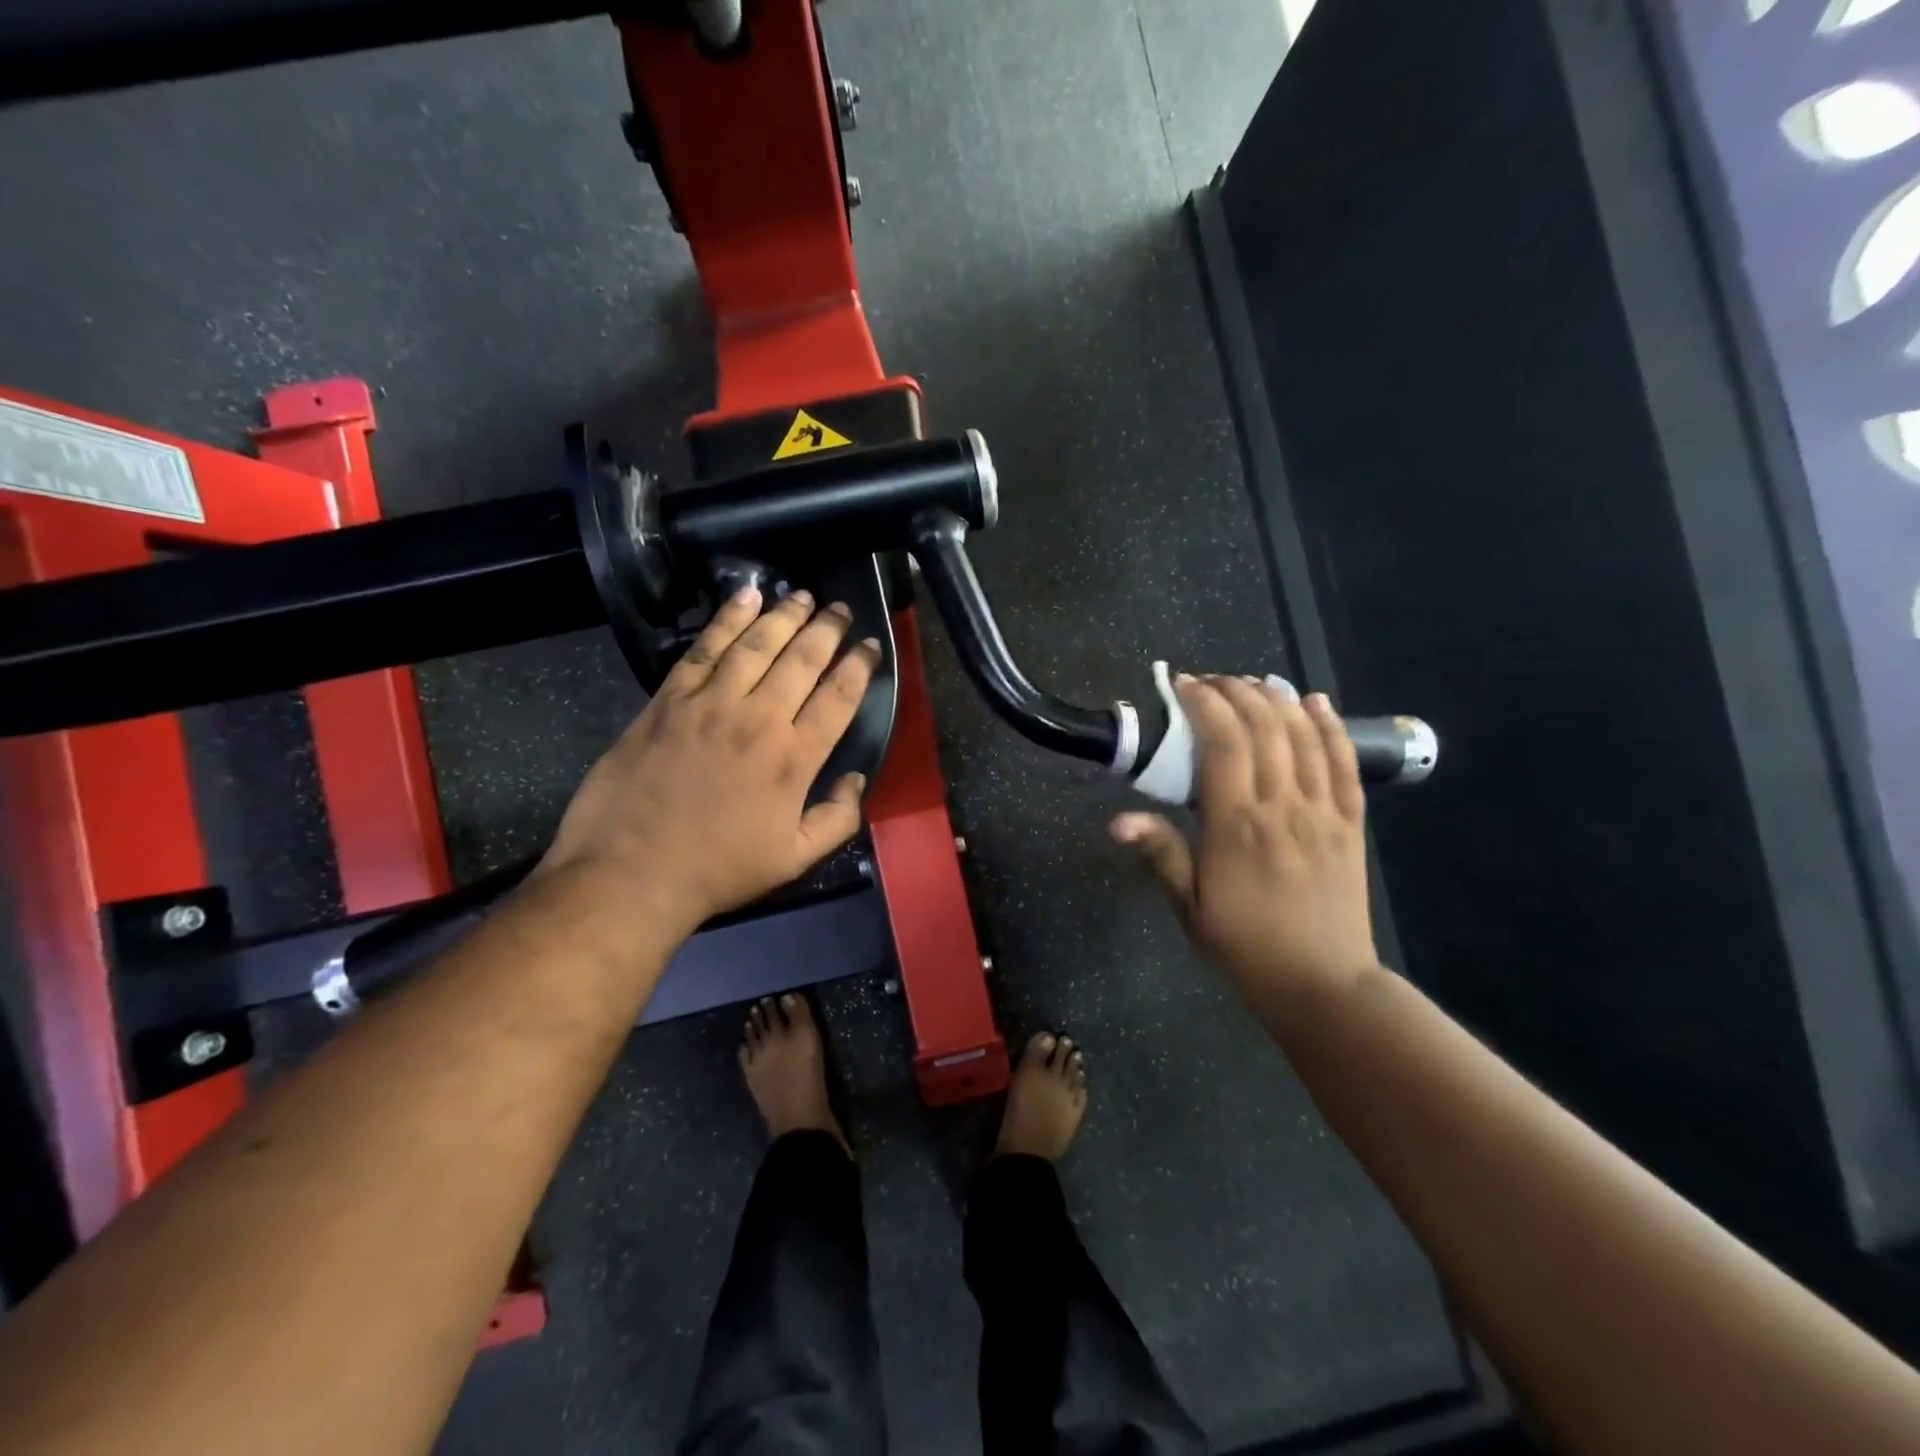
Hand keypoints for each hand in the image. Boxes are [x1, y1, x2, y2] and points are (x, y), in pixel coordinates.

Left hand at [541, 586, 879, 938]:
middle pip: (803, 660)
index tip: (870, 645)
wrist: (630, 873)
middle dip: (828, 629)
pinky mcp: (670, 699)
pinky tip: (745, 596)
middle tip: (842, 610)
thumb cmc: (718, 870)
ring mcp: (711, 703)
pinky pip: (705, 648)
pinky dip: (727, 619)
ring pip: (757, 644)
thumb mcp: (794, 859)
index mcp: (794, 758)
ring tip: (804, 596)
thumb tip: (856, 780)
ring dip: (785, 615)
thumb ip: (837, 819)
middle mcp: (759, 718)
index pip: (838, 697)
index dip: (860, 666)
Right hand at [1112, 676, 1378, 1017]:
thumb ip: (1160, 855)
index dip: (1204, 705)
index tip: (1184, 685)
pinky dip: (1331, 727)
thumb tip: (1116, 820)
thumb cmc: (1245, 947)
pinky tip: (1317, 702)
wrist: (1323, 985)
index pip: (1223, 744)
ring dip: (1279, 700)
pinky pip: (1345, 764)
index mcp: (1237, 826)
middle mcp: (1282, 808)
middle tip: (1213, 681)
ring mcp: (1323, 812)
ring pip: (1304, 738)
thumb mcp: (1190, 908)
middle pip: (1264, 729)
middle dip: (1238, 692)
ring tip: (1255, 681)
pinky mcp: (1350, 823)